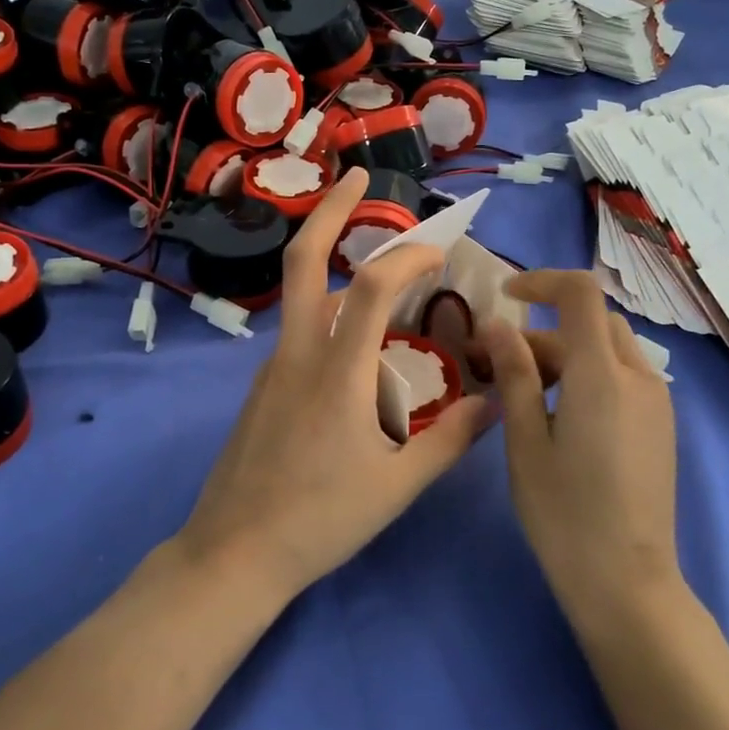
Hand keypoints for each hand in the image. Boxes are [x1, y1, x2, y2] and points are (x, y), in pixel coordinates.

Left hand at [177, 168, 493, 600]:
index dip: (410, 254)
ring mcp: (272, 366)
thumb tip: (495, 404)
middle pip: (305, 260)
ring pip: (302, 296)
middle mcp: (298, 353)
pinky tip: (358, 347)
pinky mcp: (262, 386)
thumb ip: (450, 440)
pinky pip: (300, 333)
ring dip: (336, 265)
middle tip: (358, 177)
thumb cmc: (320, 520)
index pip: (374, 285)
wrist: (234, 552)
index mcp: (337, 371)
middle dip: (331, 209)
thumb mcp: (398, 485)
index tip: (440, 252)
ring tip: (383, 273)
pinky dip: (331, 314)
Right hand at [482, 270, 680, 613]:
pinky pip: (624, 375)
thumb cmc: (563, 514)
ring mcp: (657, 402)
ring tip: (527, 392)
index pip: (580, 294)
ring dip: (567, 351)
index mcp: (602, 376)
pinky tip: (561, 413)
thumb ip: (515, 375)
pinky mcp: (661, 424)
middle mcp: (639, 377)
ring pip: (609, 348)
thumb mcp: (525, 441)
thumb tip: (499, 326)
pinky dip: (589, 373)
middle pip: (592, 322)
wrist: (627, 583)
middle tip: (502, 362)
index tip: (505, 297)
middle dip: (545, 329)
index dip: (542, 281)